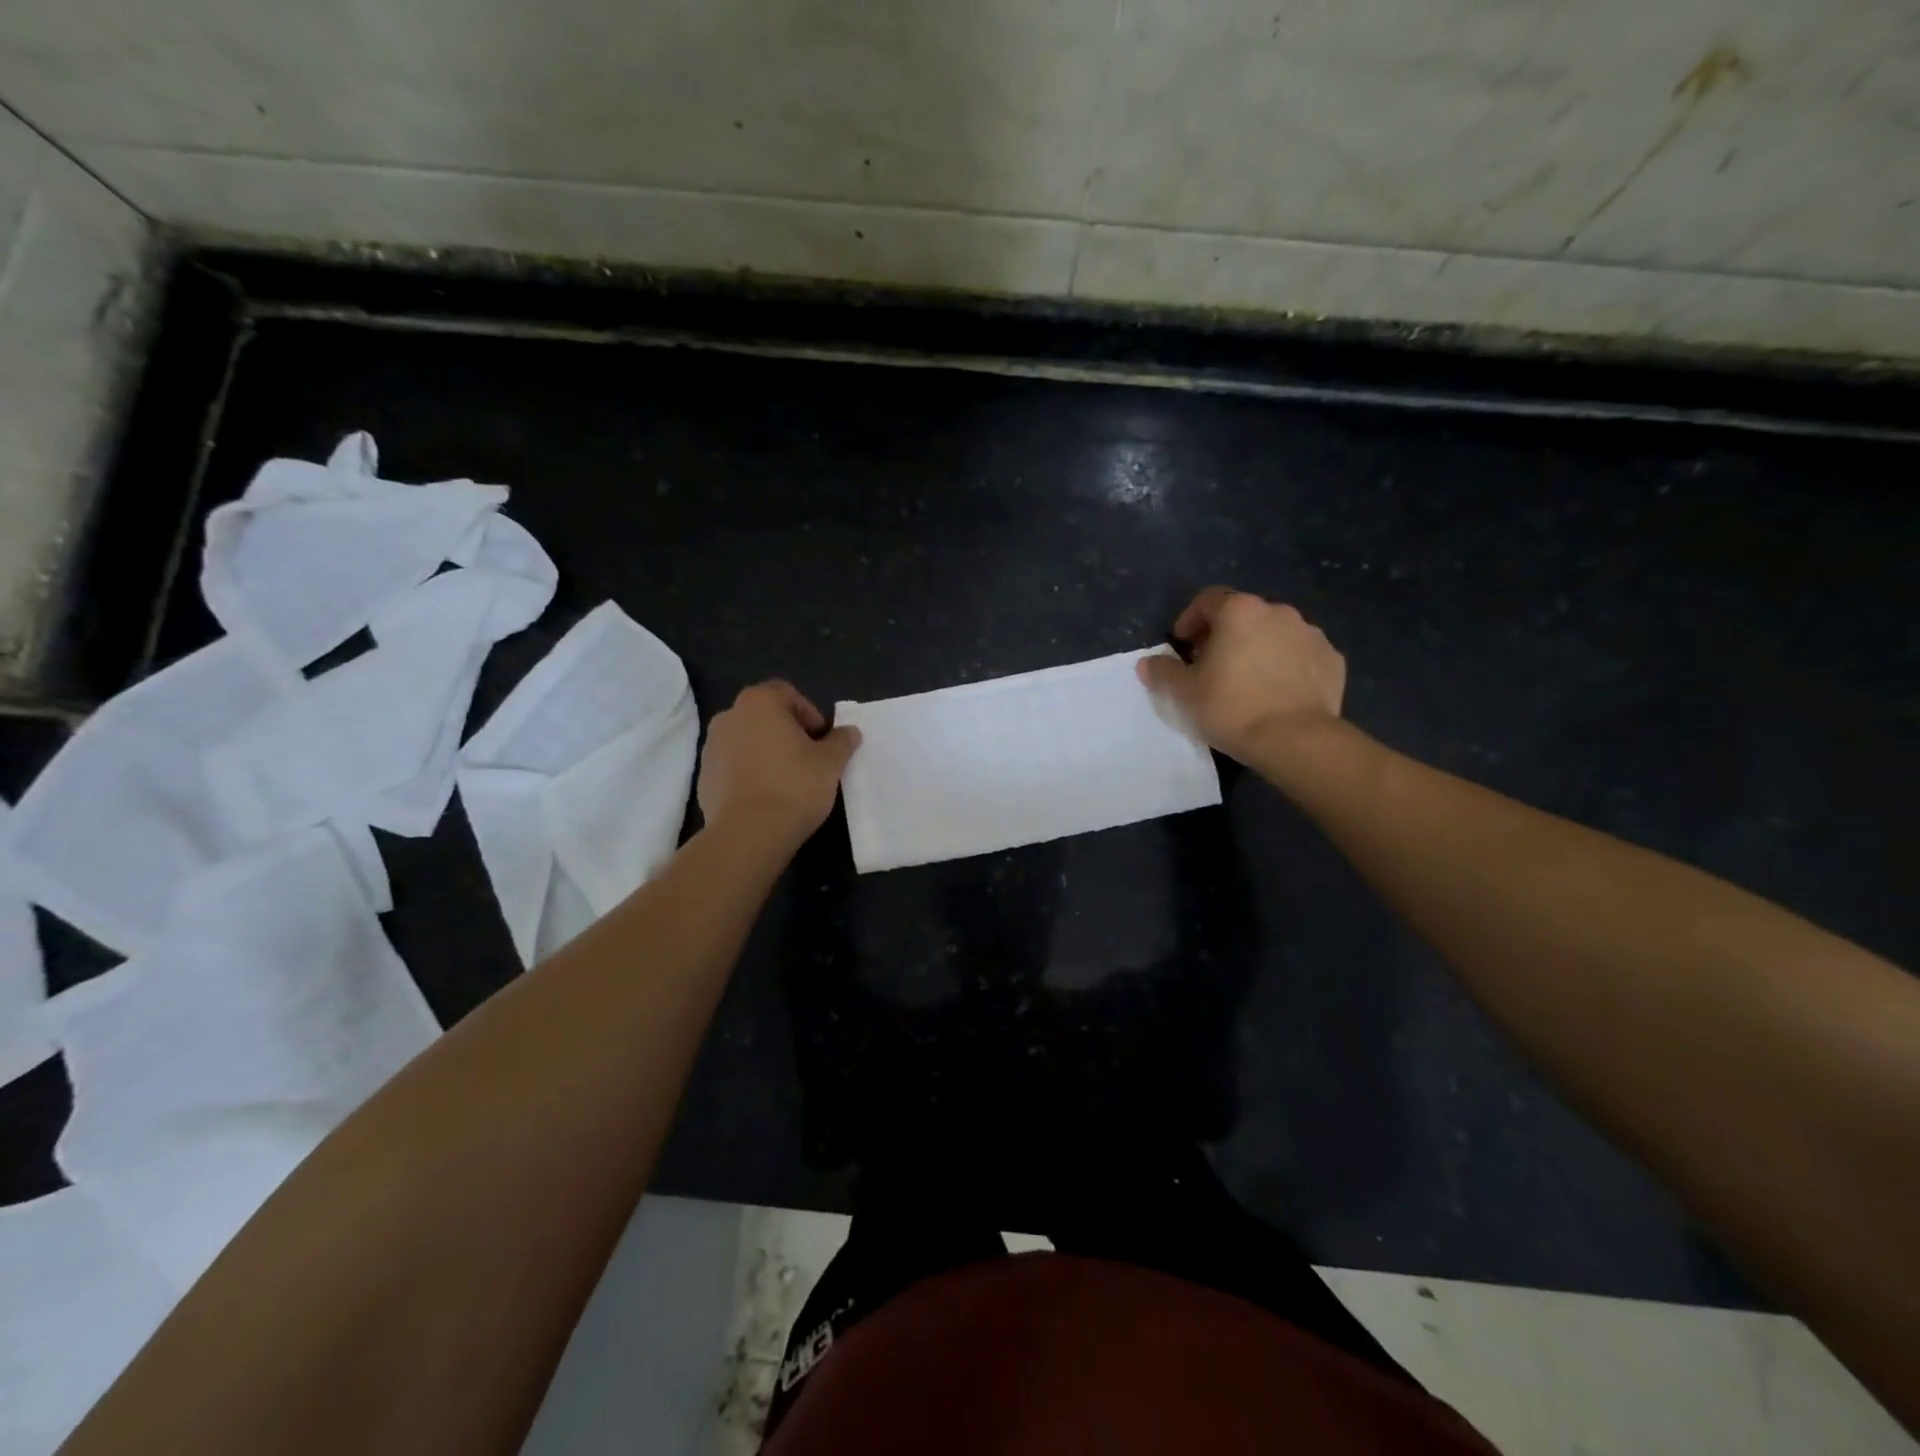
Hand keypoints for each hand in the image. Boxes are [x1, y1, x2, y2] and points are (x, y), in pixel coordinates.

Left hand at [697, 681, 860, 850]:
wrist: (747, 834)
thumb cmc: (793, 786)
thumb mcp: (830, 763)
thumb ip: (841, 741)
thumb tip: (850, 731)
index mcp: (759, 703)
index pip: (787, 694)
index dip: (809, 713)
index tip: (821, 740)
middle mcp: (729, 716)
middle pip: (764, 716)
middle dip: (786, 732)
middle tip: (808, 758)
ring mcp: (711, 747)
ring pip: (746, 740)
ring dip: (765, 752)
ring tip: (786, 780)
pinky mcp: (704, 777)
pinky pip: (732, 766)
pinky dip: (748, 773)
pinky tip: (765, 797)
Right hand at [1138, 587, 1345, 763]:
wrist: (1296, 739)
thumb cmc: (1232, 707)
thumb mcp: (1186, 693)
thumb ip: (1164, 672)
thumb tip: (1147, 663)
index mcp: (1239, 612)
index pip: (1208, 600)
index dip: (1191, 619)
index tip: (1182, 644)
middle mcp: (1278, 612)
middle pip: (1243, 615)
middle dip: (1225, 634)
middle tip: (1212, 665)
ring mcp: (1310, 634)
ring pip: (1275, 633)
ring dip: (1258, 648)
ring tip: (1247, 681)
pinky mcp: (1332, 659)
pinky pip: (1301, 654)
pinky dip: (1287, 665)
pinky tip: (1278, 692)